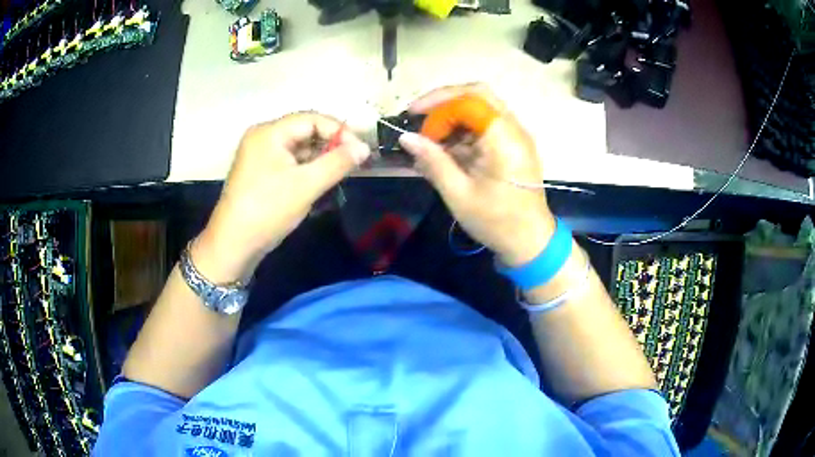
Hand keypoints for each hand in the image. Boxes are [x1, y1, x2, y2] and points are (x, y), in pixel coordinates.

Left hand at [193, 113, 370, 282]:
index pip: (312, 119)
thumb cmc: (268, 210)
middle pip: (304, 131)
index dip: (339, 131)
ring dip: (320, 158)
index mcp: (269, 132)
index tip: (360, 151)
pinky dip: (306, 169)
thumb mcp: (306, 185)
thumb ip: (337, 163)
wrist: (233, 245)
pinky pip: (289, 162)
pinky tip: (320, 181)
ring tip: (340, 174)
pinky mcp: (260, 172)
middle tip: (354, 163)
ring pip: (298, 148)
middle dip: (330, 145)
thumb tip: (364, 147)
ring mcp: (259, 155)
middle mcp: (263, 137)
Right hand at [399, 84, 555, 266]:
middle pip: (478, 94)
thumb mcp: (459, 194)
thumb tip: (405, 137)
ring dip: (452, 117)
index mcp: (504, 138)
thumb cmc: (496, 222)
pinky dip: (463, 131)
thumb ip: (433, 161)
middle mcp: (513, 129)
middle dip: (444, 102)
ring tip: (429, 138)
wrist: (531, 242)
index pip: (470, 99)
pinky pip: (485, 126)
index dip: (438, 103)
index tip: (412, 118)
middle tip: (419, 116)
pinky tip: (445, 149)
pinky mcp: (512, 146)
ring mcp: (515, 136)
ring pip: (481, 108)